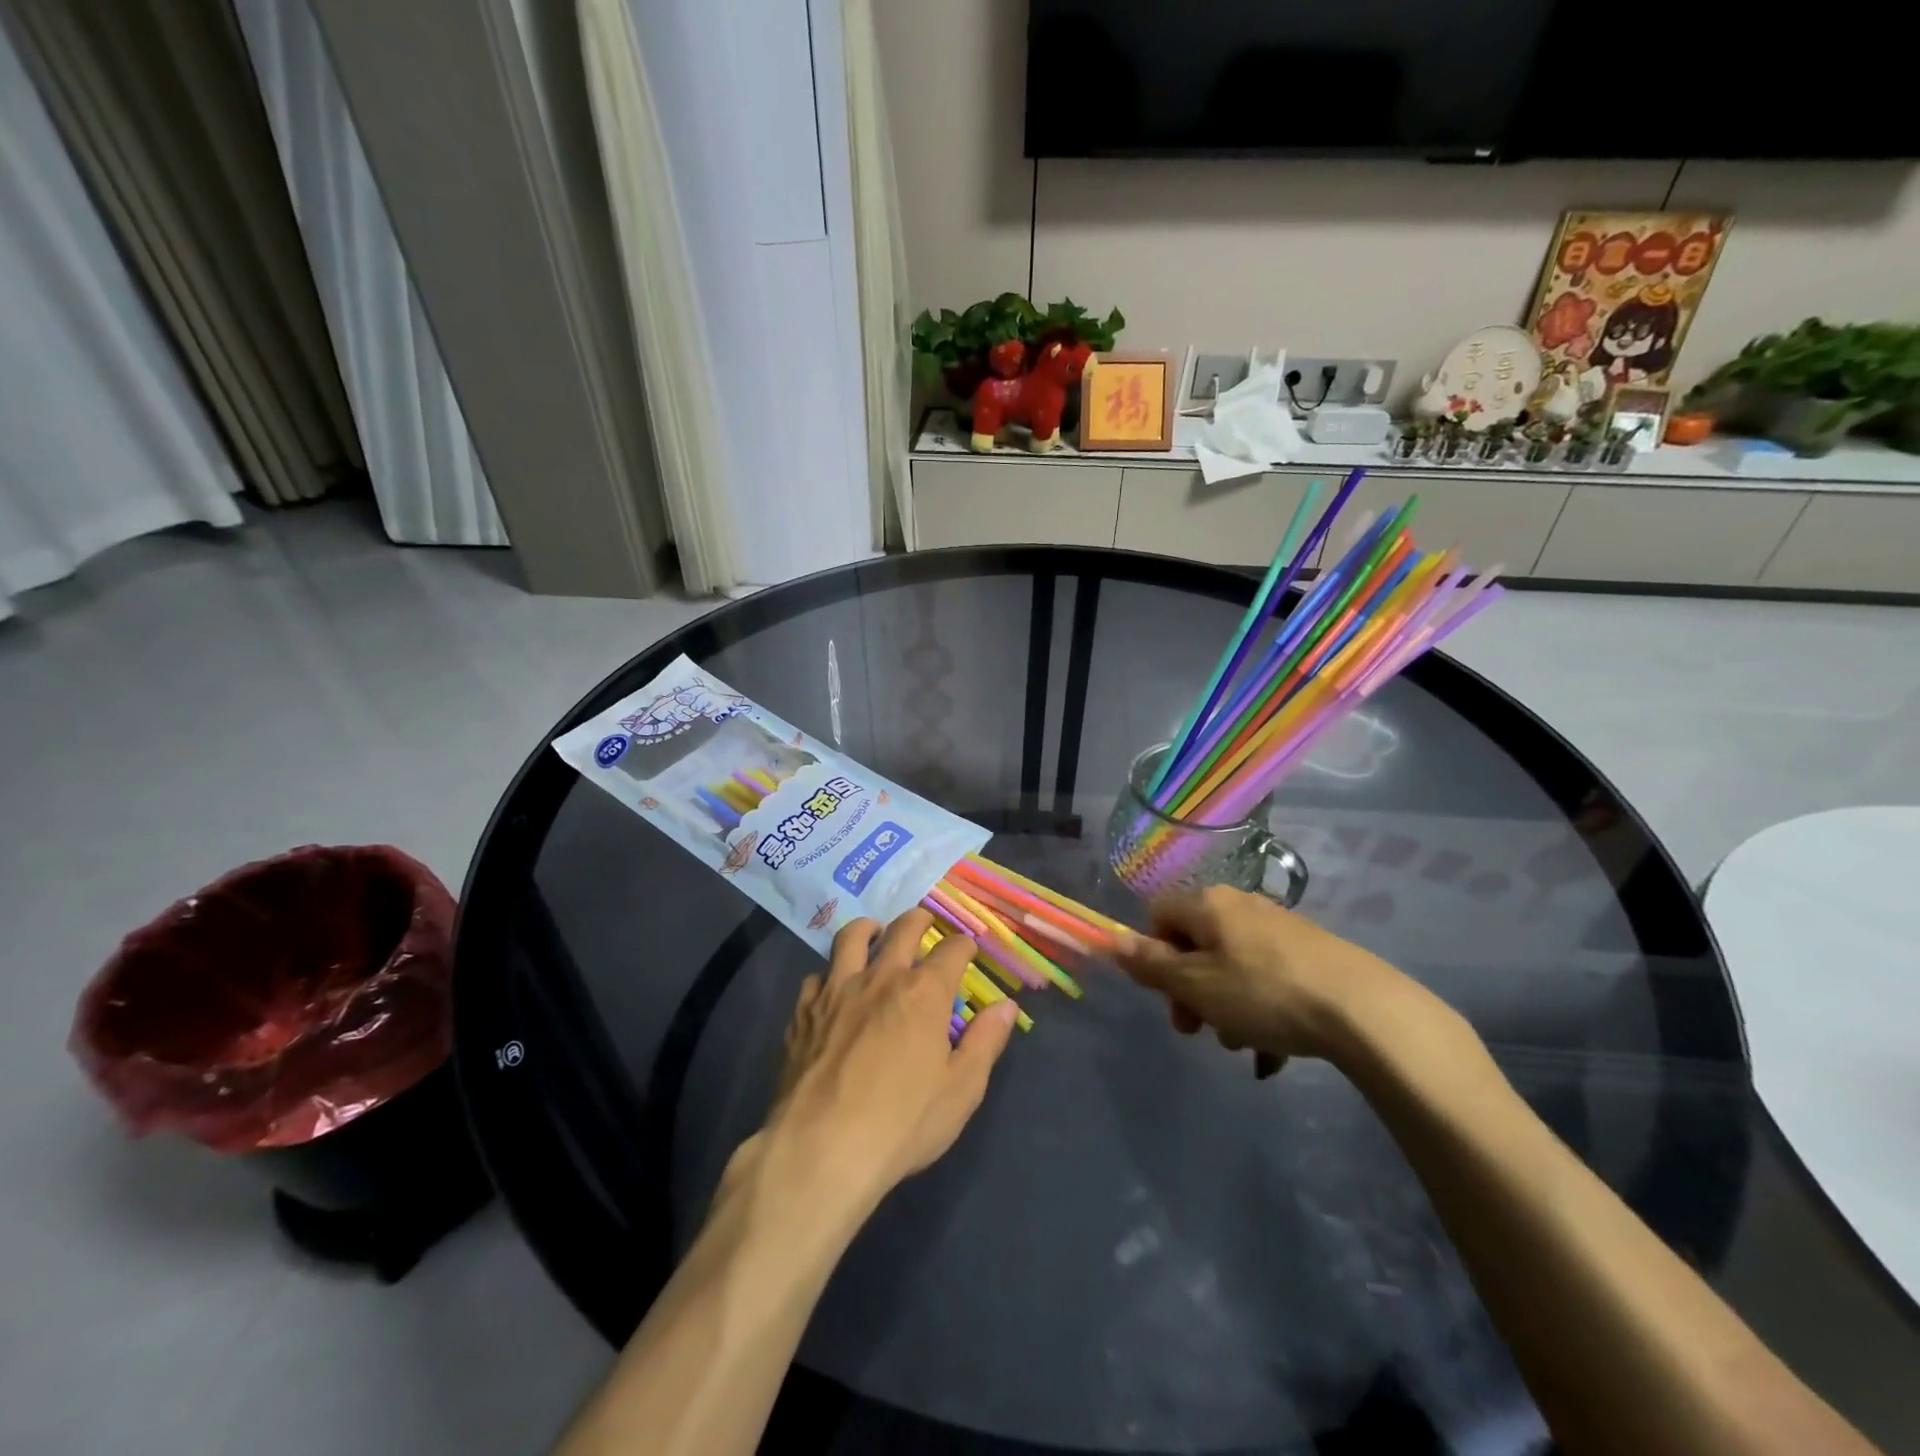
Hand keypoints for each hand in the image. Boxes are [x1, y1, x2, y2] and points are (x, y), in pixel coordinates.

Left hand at [754, 910, 1017, 1220]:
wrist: (820, 1148)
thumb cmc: (901, 1123)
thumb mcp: (961, 1090)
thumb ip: (985, 1042)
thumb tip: (1006, 1006)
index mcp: (924, 993)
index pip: (952, 950)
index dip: (964, 945)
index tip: (968, 948)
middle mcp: (881, 978)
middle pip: (903, 929)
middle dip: (920, 920)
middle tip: (925, 920)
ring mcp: (837, 990)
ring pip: (852, 938)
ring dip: (869, 929)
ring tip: (875, 932)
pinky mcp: (803, 1011)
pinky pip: (816, 976)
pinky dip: (829, 974)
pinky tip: (832, 988)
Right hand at [1115, 887, 1405, 1074]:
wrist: (1363, 1010)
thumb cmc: (1263, 994)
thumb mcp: (1196, 985)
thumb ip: (1151, 965)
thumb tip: (1112, 941)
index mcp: (1208, 904)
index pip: (1158, 915)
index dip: (1153, 954)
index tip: (1168, 994)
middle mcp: (1241, 905)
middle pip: (1195, 943)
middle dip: (1190, 989)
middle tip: (1198, 1030)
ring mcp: (1279, 927)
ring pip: (1231, 965)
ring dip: (1224, 1004)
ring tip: (1243, 1044)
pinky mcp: (1311, 952)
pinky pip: (1266, 978)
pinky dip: (1260, 1009)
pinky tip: (1273, 1049)